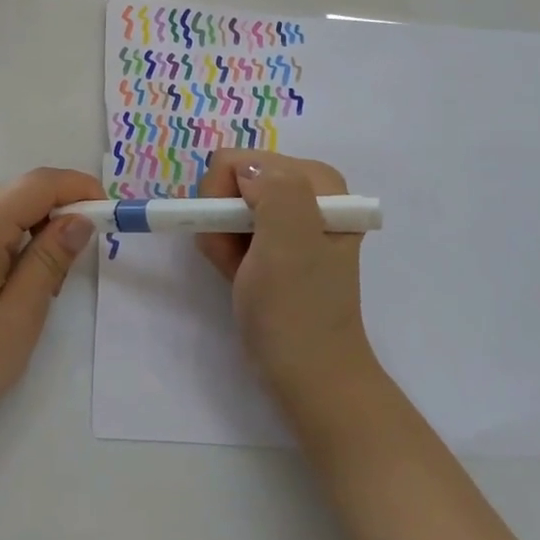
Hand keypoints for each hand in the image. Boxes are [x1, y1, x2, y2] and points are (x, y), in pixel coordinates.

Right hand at [196, 150, 380, 413]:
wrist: (310, 378)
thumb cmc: (296, 312)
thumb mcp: (288, 245)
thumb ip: (274, 191)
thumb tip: (246, 170)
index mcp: (318, 181)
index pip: (240, 162)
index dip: (224, 199)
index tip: (238, 241)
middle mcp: (306, 190)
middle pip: (232, 180)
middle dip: (222, 219)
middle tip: (239, 260)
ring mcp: (291, 217)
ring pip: (226, 205)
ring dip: (222, 239)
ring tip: (243, 274)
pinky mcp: (277, 242)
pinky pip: (232, 227)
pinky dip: (227, 251)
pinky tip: (242, 277)